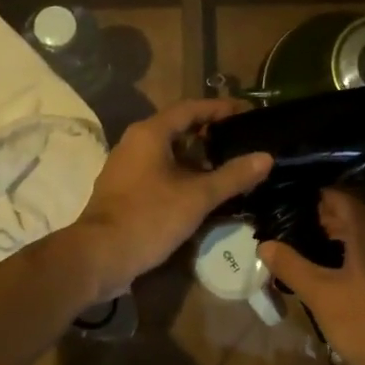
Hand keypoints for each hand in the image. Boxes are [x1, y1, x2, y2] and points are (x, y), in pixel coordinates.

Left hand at [69, 97, 271, 299]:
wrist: (99, 256)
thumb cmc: (149, 217)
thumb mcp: (197, 197)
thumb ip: (233, 176)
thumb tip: (266, 157)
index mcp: (151, 133)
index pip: (191, 108)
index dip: (220, 108)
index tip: (247, 112)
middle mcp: (135, 142)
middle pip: (178, 127)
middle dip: (210, 131)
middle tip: (241, 138)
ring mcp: (126, 166)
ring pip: (168, 150)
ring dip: (196, 155)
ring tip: (227, 163)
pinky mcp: (124, 188)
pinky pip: (158, 169)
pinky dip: (182, 172)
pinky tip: (201, 189)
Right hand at [258, 190, 364, 364]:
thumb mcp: (321, 296)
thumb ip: (292, 266)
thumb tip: (265, 244)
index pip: (339, 198)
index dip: (314, 201)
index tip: (290, 209)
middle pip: (356, 214)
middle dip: (327, 219)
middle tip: (296, 231)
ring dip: (344, 237)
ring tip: (314, 250)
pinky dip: (361, 253)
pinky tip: (343, 272)